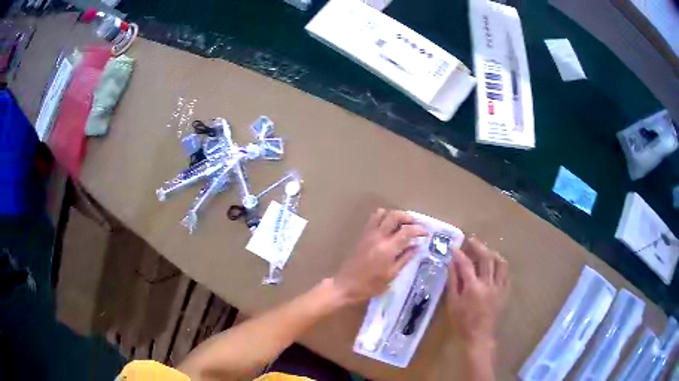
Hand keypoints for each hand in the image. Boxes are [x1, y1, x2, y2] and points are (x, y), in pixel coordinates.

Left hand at [333, 209, 426, 303]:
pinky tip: (389, 227)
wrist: (345, 285)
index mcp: (387, 248)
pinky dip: (384, 217)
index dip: (419, 229)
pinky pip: (373, 219)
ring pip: (383, 213)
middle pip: (395, 215)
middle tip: (416, 224)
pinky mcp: (362, 235)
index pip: (407, 231)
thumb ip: (405, 258)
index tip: (426, 233)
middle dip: (408, 217)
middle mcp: (378, 236)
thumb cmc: (370, 285)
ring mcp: (368, 234)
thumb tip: (417, 246)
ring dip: (395, 215)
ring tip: (403, 224)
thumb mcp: (391, 275)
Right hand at [446, 237, 508, 347]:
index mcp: (473, 287)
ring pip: (500, 263)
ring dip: (492, 253)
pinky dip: (501, 265)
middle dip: (478, 246)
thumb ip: (453, 281)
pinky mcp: (505, 292)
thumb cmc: (462, 321)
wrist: (479, 335)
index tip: (454, 248)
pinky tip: (495, 265)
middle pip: (486, 258)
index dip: (459, 254)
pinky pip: (506, 273)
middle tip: (471, 240)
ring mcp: (499, 287)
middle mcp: (488, 284)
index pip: (466, 264)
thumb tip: (451, 263)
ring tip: (486, 251)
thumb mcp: (453, 303)